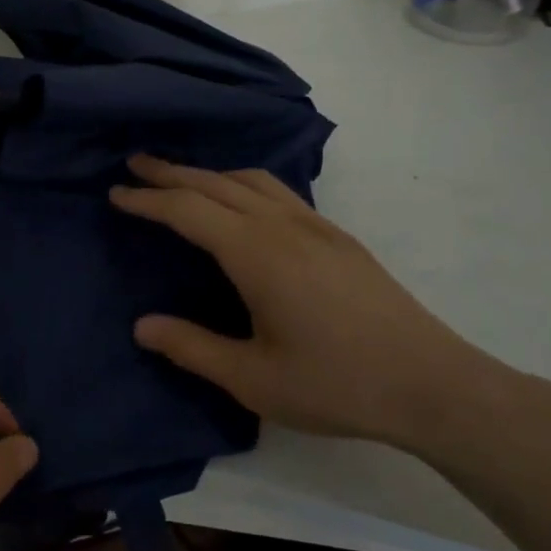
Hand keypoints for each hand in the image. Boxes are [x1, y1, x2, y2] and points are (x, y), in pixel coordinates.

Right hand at [110, 156, 512, 446]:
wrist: (433, 385)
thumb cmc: (337, 384)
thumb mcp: (253, 379)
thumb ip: (192, 348)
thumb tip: (142, 326)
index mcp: (257, 253)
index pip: (189, 210)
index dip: (149, 200)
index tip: (116, 194)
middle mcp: (284, 226)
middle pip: (217, 183)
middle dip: (172, 172)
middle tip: (136, 165)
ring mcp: (317, 227)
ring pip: (253, 181)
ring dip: (210, 173)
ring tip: (182, 180)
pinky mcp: (339, 238)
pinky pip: (279, 192)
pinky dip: (244, 185)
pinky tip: (243, 205)